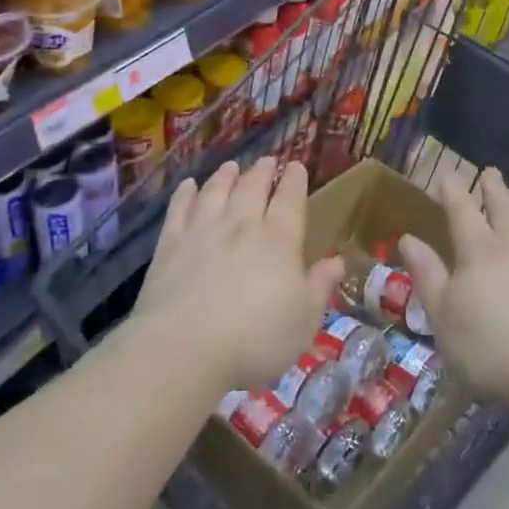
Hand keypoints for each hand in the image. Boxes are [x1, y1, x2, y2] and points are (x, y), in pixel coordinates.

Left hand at [133, 158, 344, 392]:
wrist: (183, 348)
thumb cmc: (255, 340)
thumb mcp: (304, 320)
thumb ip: (320, 286)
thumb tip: (338, 260)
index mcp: (279, 240)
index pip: (290, 199)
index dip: (294, 180)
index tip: (296, 166)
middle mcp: (241, 225)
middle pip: (252, 188)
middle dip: (262, 171)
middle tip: (267, 160)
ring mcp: (203, 231)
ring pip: (216, 191)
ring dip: (226, 175)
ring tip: (232, 165)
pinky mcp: (170, 244)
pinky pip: (179, 209)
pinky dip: (185, 194)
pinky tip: (188, 186)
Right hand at [398, 168, 508, 409]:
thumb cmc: (487, 349)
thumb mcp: (442, 316)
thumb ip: (427, 274)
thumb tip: (408, 238)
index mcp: (479, 252)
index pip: (462, 210)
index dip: (453, 189)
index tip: (447, 173)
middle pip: (505, 208)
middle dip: (495, 188)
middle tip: (491, 171)